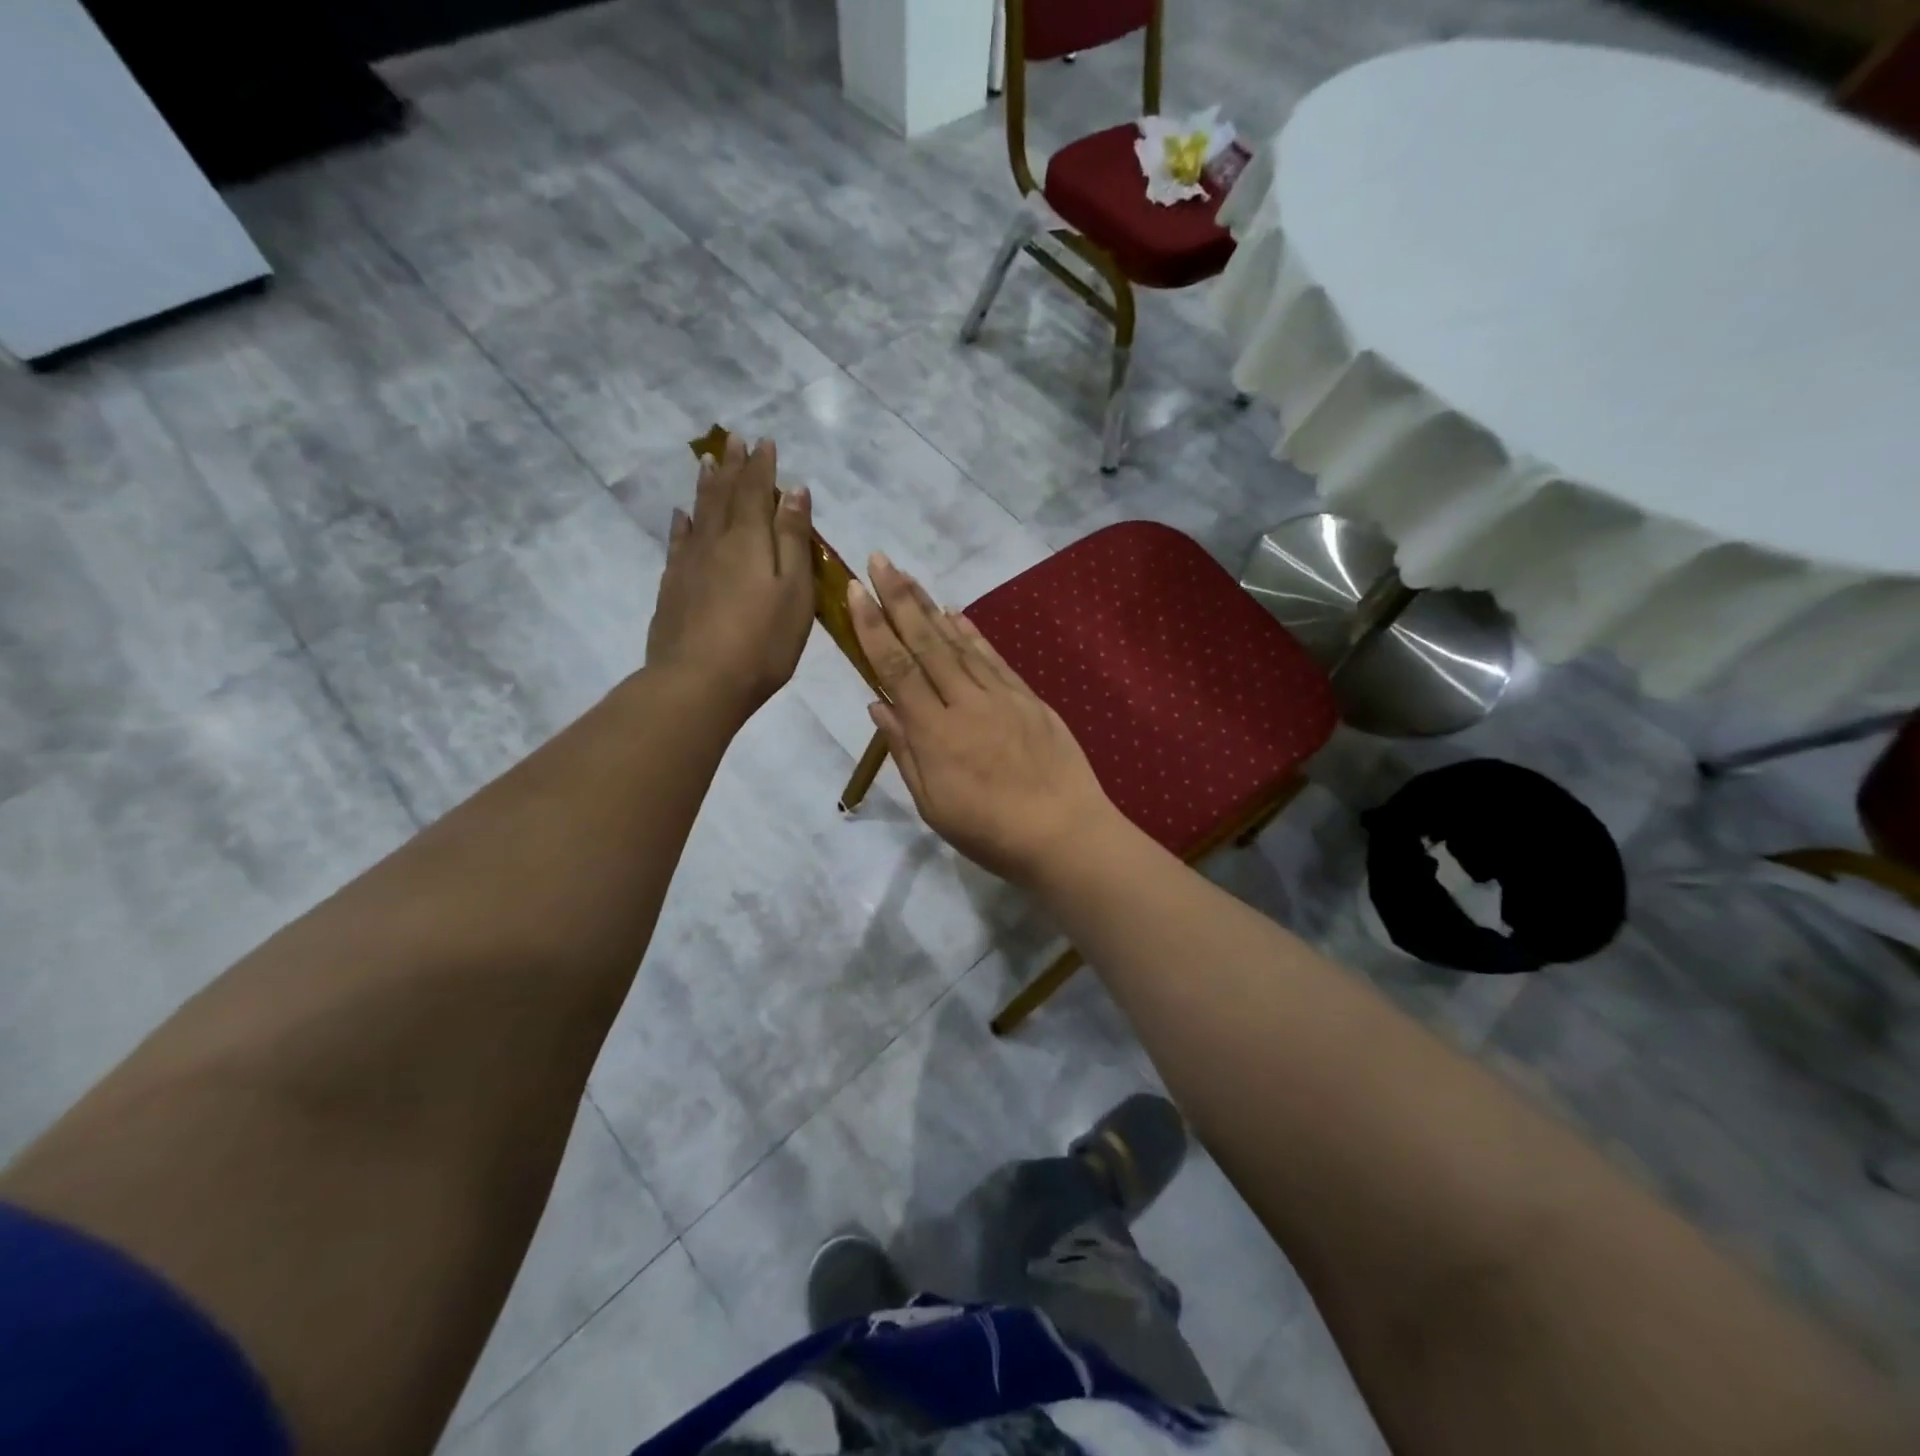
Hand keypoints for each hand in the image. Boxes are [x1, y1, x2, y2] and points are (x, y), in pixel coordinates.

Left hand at [646, 434, 812, 721]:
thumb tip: (794, 491)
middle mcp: (716, 542)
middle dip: (733, 467)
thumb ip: (794, 540)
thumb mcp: (795, 591)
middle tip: (734, 440)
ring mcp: (689, 564)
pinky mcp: (673, 588)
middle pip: (724, 495)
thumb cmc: (763, 642)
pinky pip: (678, 543)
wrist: (699, 682)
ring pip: (699, 513)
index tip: (765, 441)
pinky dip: (682, 524)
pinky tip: (682, 516)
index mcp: (750, 540)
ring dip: (707, 486)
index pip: (756, 491)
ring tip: (708, 462)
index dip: (762, 466)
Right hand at [847, 554, 1118, 885]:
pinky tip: (957, 614)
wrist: (1065, 833)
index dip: (873, 627)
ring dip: (930, 608)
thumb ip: (905, 751)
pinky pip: (994, 658)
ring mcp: (1001, 696)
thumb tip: (879, 703)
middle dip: (899, 599)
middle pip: (926, 643)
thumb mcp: (934, 804)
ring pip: (959, 644)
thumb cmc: (990, 832)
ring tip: (908, 577)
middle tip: (880, 560)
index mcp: (935, 733)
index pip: (897, 669)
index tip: (855, 591)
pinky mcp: (1028, 698)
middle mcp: (965, 703)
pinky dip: (973, 634)